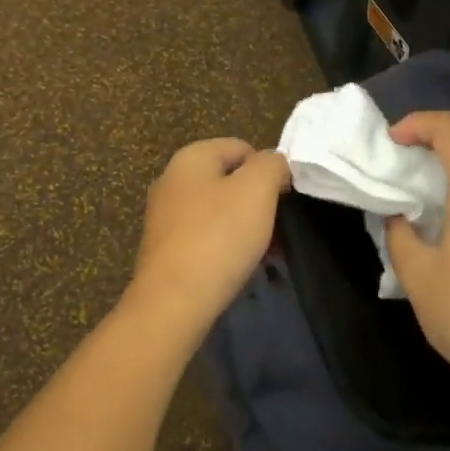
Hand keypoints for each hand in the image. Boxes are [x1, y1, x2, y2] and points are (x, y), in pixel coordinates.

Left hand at [124, 138, 290, 338]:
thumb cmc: (218, 236)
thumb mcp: (257, 189)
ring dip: (246, 227)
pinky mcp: (165, 249)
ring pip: (219, 211)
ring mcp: (165, 216)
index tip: (284, 198)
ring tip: (267, 253)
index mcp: (190, 157)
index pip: (240, 147)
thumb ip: (271, 164)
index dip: (268, 169)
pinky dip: (227, 247)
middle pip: (229, 180)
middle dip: (258, 201)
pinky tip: (241, 267)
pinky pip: (206, 237)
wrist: (173, 303)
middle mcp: (172, 180)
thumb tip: (274, 162)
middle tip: (279, 229)